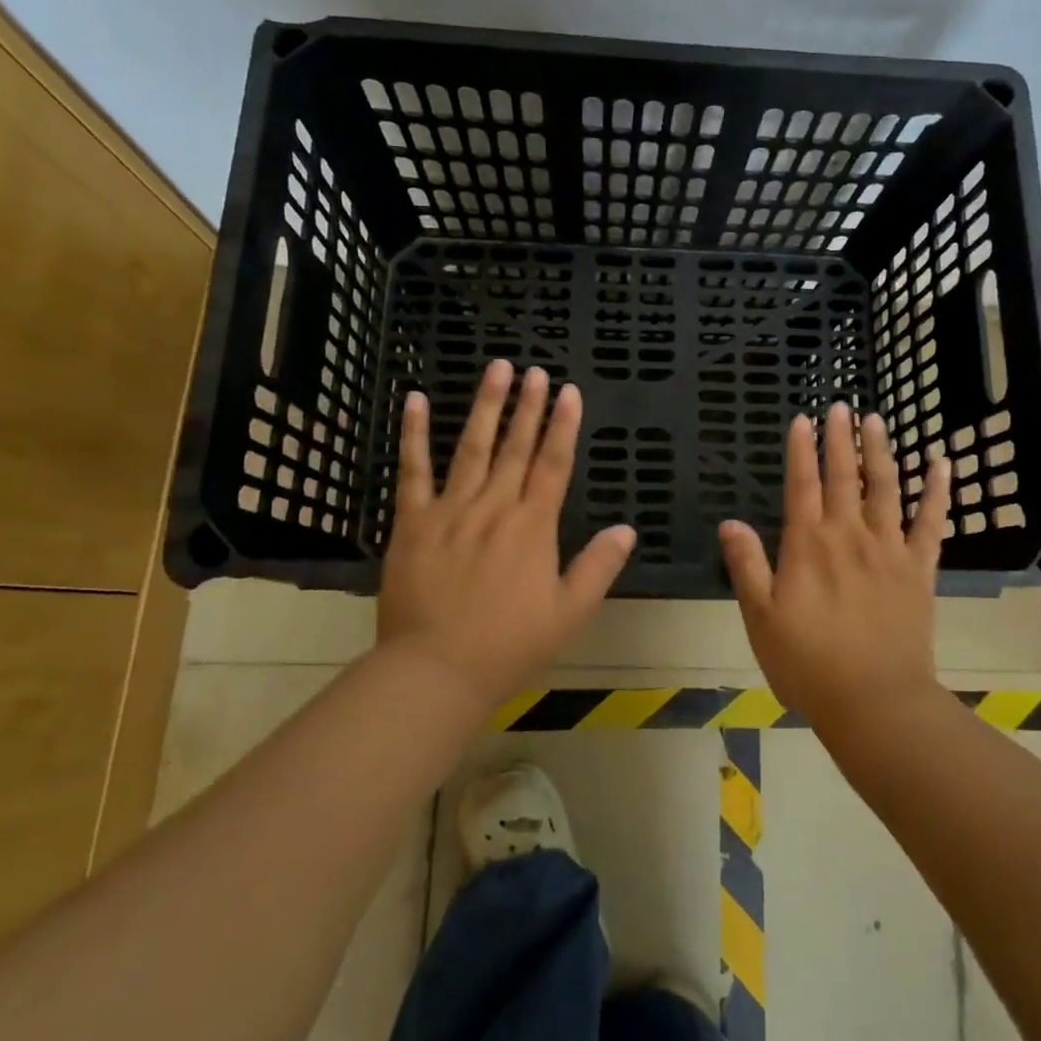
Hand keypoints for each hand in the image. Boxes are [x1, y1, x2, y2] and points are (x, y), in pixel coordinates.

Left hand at [377, 360, 634, 710]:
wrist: (436, 671)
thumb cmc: (509, 646)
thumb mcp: (570, 614)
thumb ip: (599, 567)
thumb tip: (627, 528)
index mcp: (533, 526)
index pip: (554, 464)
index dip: (564, 425)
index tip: (569, 391)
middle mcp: (494, 507)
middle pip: (516, 446)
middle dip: (529, 406)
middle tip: (536, 370)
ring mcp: (451, 509)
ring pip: (472, 447)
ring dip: (486, 405)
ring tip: (497, 369)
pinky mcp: (412, 521)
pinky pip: (413, 470)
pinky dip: (415, 433)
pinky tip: (416, 399)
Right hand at [719, 403, 951, 729]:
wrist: (874, 702)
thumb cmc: (808, 663)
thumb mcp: (761, 618)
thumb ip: (747, 566)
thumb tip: (730, 522)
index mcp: (809, 545)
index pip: (802, 485)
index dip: (801, 450)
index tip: (803, 420)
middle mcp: (849, 536)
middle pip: (844, 476)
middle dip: (841, 438)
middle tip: (841, 406)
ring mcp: (889, 549)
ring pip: (886, 488)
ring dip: (881, 451)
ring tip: (877, 419)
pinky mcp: (919, 569)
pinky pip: (932, 522)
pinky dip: (938, 491)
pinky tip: (942, 463)